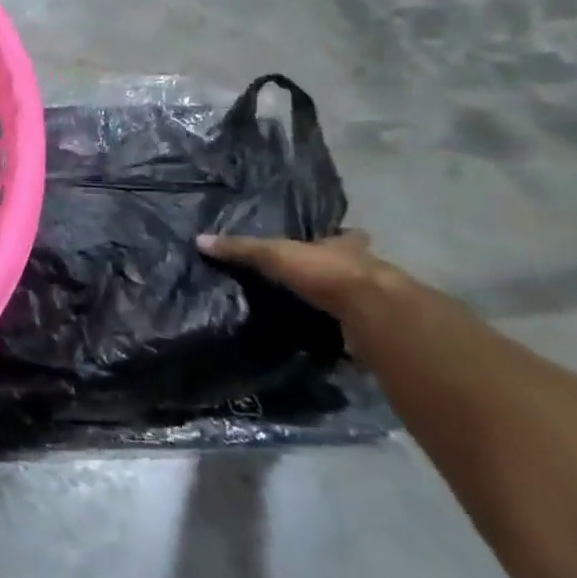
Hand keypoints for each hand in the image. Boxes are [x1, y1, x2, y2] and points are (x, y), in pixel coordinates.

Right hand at [196, 229, 408, 323]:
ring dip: (343, 303)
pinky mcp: (377, 331)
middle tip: (319, 281)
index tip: (329, 240)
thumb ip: (242, 249)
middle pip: (354, 266)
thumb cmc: (326, 272)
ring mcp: (375, 302)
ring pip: (357, 297)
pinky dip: (345, 334)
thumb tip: (200, 239)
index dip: (338, 238)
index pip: (343, 237)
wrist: (372, 314)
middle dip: (340, 272)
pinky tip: (330, 340)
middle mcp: (365, 270)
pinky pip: (357, 329)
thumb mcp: (275, 255)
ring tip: (318, 312)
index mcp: (344, 247)